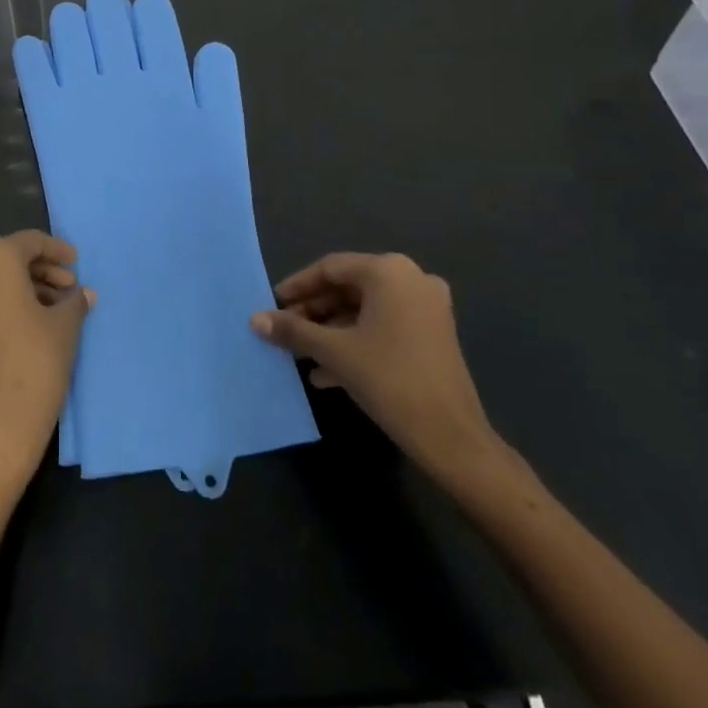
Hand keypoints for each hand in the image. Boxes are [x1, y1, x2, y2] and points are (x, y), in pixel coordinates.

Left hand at [0, 231, 92, 496]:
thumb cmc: (35, 360)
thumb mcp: (65, 325)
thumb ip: (74, 301)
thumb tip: (83, 293)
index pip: (30, 242)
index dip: (57, 249)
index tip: (78, 262)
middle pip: (12, 257)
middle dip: (44, 269)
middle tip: (71, 286)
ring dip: (30, 286)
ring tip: (61, 306)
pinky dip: (12, 300)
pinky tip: (40, 319)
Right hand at [251, 253, 505, 485]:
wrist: (452, 438)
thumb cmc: (389, 380)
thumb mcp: (334, 351)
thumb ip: (293, 330)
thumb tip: (255, 319)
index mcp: (388, 271)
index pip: (330, 268)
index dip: (297, 287)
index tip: (272, 305)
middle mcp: (411, 279)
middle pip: (348, 288)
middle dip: (314, 312)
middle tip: (285, 332)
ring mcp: (427, 307)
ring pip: (365, 310)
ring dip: (331, 331)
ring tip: (301, 355)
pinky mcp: (433, 335)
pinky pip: (384, 327)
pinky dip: (356, 342)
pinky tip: (327, 373)